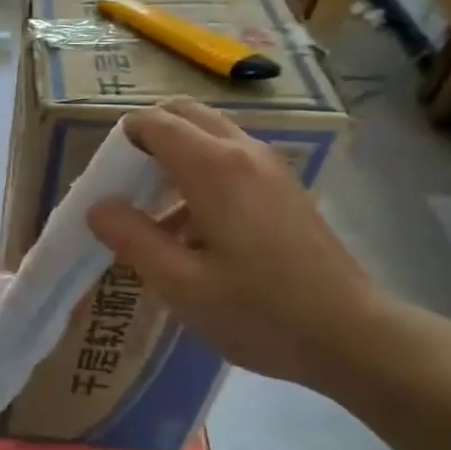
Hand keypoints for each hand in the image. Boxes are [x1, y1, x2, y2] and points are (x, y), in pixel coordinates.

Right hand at [86, 100, 398, 395]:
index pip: (154, 123)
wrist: (352, 334)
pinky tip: (198, 233)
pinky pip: (232, 159)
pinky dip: (202, 173)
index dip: (121, 141)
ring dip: (176, 156)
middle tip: (127, 186)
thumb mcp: (181, 284)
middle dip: (147, 137)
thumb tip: (98, 206)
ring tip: (157, 215)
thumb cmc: (259, 312)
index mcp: (213, 167)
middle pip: (184, 115)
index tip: (105, 180)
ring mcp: (270, 167)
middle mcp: (243, 152)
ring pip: (210, 135)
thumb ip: (133, 239)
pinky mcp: (285, 188)